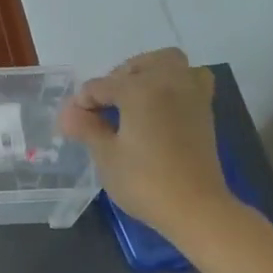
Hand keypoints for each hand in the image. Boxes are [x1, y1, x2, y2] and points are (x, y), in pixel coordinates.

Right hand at [60, 49, 232, 245]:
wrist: (196, 208)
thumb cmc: (145, 182)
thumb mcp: (106, 156)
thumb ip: (86, 127)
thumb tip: (68, 113)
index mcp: (140, 89)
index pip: (100, 86)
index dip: (81, 103)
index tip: (72, 124)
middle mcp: (169, 81)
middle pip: (138, 65)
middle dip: (116, 79)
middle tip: (102, 107)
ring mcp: (191, 94)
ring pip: (169, 64)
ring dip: (148, 73)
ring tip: (131, 99)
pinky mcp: (204, 110)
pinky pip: (189, 80)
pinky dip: (172, 84)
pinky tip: (158, 108)